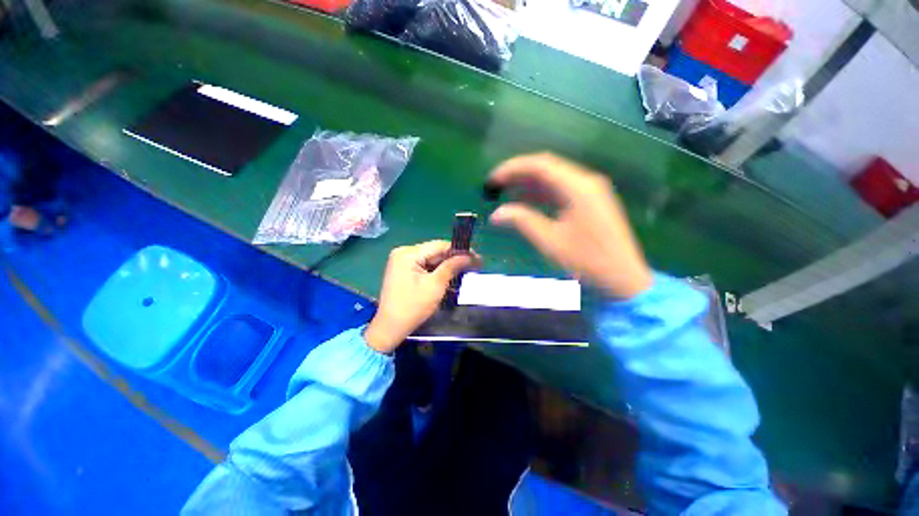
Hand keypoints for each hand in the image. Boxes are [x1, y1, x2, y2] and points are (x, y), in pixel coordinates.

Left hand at [364, 241, 479, 353]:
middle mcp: (403, 252)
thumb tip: (469, 256)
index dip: (459, 250)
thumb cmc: (413, 307)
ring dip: (447, 265)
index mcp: (408, 253)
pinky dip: (437, 270)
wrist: (390, 328)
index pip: (439, 246)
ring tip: (466, 269)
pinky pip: (425, 266)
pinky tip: (451, 274)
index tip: (476, 256)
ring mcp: (402, 261)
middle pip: (435, 251)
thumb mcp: (435, 286)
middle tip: (474, 264)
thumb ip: (452, 267)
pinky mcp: (403, 270)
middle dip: (454, 258)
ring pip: (431, 259)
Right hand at [488, 153, 652, 298]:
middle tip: (495, 185)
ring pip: (552, 177)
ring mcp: (589, 190)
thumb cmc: (588, 261)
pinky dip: (541, 193)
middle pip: (546, 167)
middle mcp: (585, 181)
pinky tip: (525, 199)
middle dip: (518, 173)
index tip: (492, 180)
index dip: (512, 169)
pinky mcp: (589, 201)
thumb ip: (522, 221)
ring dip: (528, 182)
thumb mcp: (550, 241)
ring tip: (504, 191)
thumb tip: (496, 214)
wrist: (623, 278)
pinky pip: (560, 189)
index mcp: (578, 187)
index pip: (539, 165)